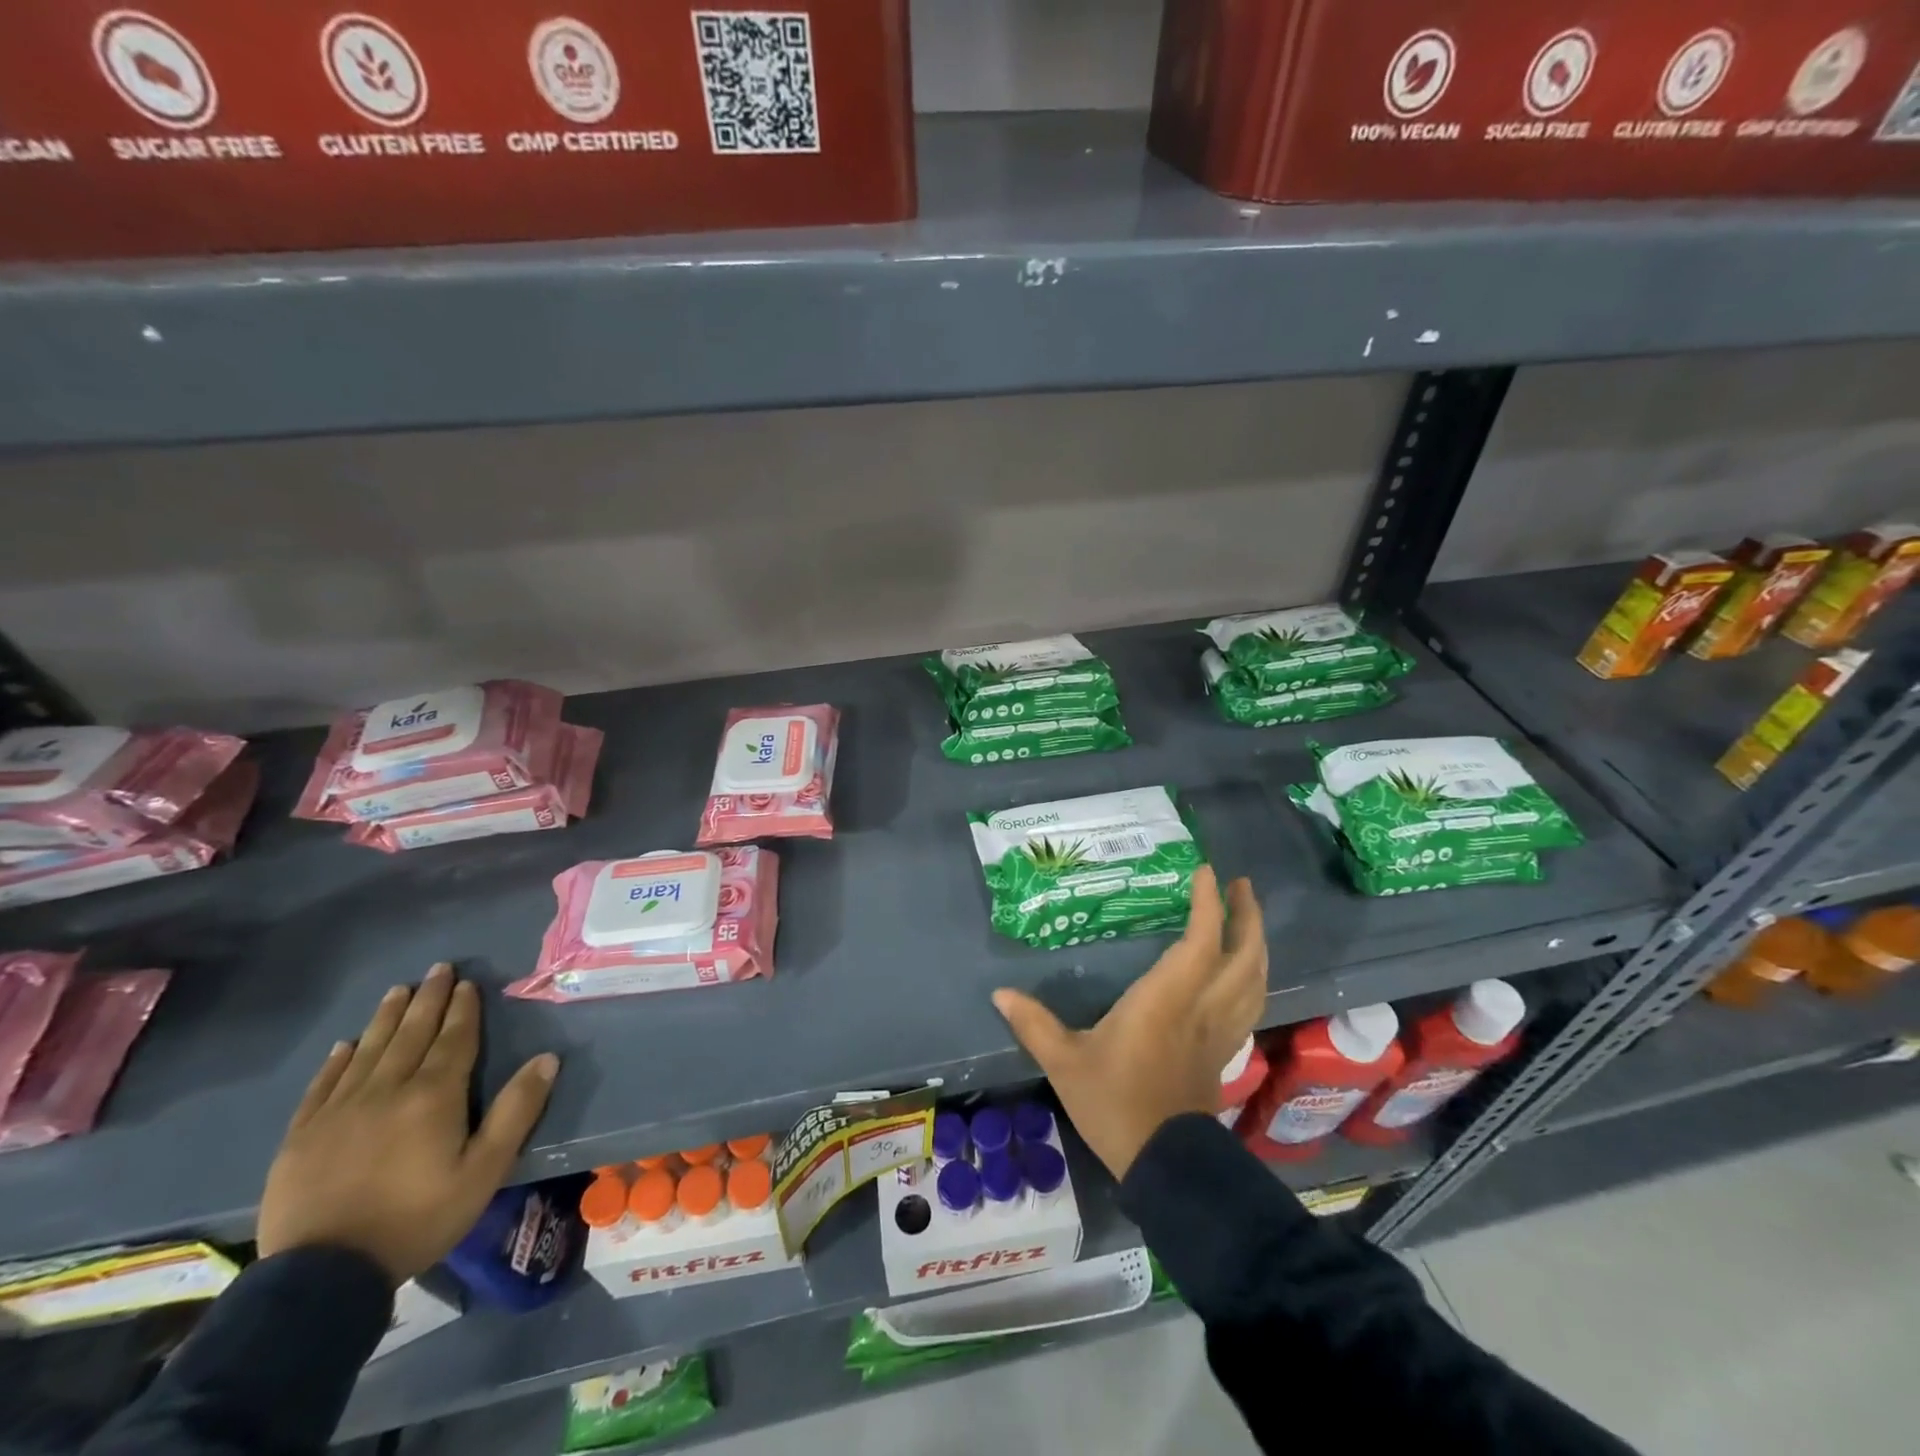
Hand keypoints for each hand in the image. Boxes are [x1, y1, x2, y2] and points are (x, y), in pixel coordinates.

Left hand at [256, 963, 559, 1285]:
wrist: (321, 1277)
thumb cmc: (418, 1219)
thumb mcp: (484, 1170)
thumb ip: (516, 1111)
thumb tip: (547, 1058)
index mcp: (433, 1095)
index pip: (453, 1039)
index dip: (463, 1009)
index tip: (467, 983)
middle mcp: (386, 1090)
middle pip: (411, 1034)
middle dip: (428, 999)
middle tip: (437, 969)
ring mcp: (339, 1111)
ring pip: (369, 1050)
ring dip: (387, 1017)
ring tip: (398, 991)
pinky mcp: (302, 1136)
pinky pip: (323, 1084)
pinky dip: (338, 1060)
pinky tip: (346, 1045)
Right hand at [993, 866, 1265, 1180]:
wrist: (1163, 1164)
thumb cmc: (1113, 1103)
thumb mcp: (1065, 1062)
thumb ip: (1034, 1023)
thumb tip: (1000, 993)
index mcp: (1166, 999)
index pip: (1200, 940)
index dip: (1207, 903)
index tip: (1204, 871)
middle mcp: (1201, 1007)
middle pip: (1244, 955)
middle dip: (1247, 916)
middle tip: (1240, 885)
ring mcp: (1219, 1031)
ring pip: (1255, 980)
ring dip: (1258, 944)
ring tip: (1248, 919)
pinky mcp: (1224, 1052)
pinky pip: (1250, 1004)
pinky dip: (1253, 978)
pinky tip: (1243, 973)